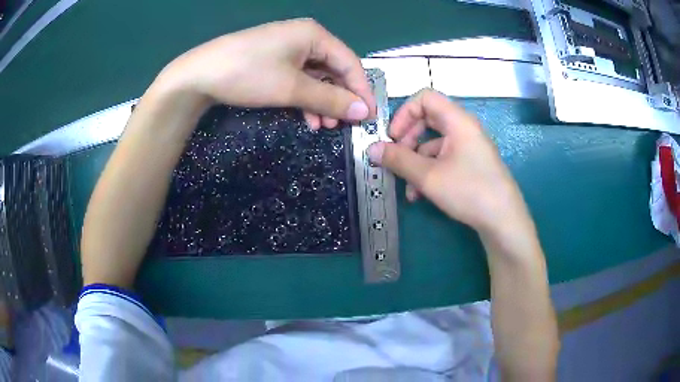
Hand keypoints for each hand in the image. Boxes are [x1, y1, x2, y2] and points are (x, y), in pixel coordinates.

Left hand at [155, 18, 375, 128]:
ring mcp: (287, 49)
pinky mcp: (274, 60)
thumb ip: (330, 99)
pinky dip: (305, 98)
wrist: (199, 75)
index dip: (361, 91)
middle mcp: (305, 37)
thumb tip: (363, 112)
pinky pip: (299, 79)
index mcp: (314, 35)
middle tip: (343, 125)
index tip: (368, 117)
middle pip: (334, 70)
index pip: (350, 63)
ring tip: (323, 126)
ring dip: (322, 102)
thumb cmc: (248, 74)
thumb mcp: (292, 88)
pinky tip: (306, 118)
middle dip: (339, 99)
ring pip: (316, 77)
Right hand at [367, 89, 533, 240]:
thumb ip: (398, 160)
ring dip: (416, 162)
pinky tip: (421, 195)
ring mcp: (469, 147)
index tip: (392, 137)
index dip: (404, 113)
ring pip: (434, 144)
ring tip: (408, 188)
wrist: (503, 221)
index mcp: (458, 121)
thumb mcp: (428, 176)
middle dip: (407, 140)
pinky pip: (444, 159)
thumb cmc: (469, 191)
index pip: (425, 98)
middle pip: (428, 120)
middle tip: (396, 159)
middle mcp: (464, 129)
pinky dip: (429, 171)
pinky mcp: (471, 164)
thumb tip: (372, 148)